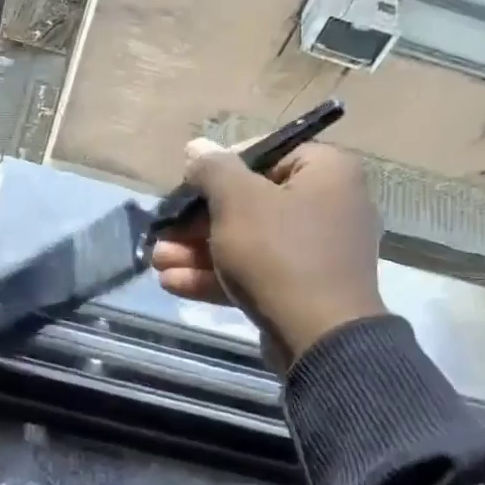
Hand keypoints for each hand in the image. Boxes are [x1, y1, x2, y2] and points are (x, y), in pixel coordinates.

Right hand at [149, 137, 386, 370]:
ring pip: (247, 242)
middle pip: (250, 203)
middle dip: (197, 222)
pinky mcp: (300, 289)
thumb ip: (213, 169)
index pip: (266, 155)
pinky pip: (256, 272)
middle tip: (163, 233)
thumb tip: (197, 147)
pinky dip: (217, 276)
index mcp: (326, 172)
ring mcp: (315, 252)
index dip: (219, 169)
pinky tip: (173, 283)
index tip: (187, 188)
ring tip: (157, 261)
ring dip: (198, 251)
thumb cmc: (279, 253)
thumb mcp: (237, 201)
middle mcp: (328, 206)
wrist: (319, 338)